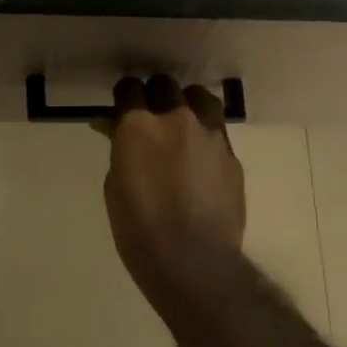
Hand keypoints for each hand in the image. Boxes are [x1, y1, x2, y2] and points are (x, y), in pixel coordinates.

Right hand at [103, 74, 245, 305]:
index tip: (123, 107)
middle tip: (152, 116)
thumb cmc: (140, 230)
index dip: (125, 96)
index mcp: (138, 126)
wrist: (194, 261)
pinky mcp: (231, 153)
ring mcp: (209, 133)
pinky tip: (202, 156)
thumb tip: (121, 133)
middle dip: (156, 96)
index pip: (129, 88)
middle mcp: (176, 118)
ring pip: (200, 97)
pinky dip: (206, 134)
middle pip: (166, 86)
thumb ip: (121, 150)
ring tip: (184, 124)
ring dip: (187, 104)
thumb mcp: (115, 186)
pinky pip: (217, 129)